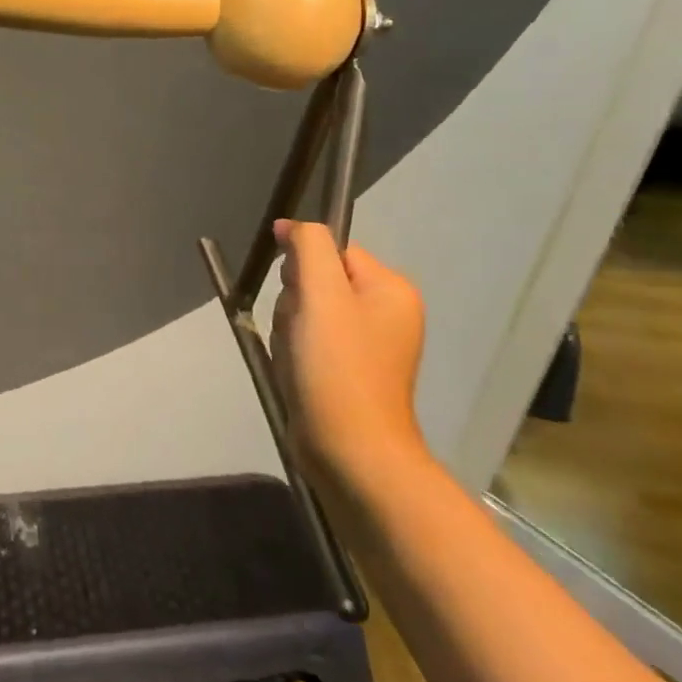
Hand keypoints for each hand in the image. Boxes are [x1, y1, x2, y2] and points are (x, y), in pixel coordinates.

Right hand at [270, 221, 427, 492]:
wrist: (351, 454)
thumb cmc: (338, 367)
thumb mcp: (321, 293)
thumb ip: (309, 246)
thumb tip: (290, 226)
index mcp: (391, 288)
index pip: (331, 250)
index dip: (303, 267)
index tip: (297, 296)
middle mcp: (387, 312)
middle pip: (317, 280)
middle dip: (295, 302)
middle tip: (300, 333)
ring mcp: (371, 345)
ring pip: (308, 311)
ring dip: (291, 329)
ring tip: (298, 359)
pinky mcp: (351, 371)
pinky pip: (311, 341)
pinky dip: (296, 352)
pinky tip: (298, 373)